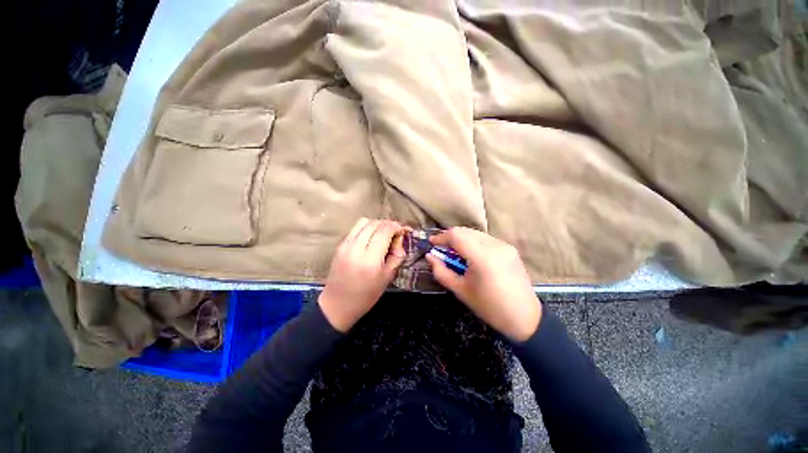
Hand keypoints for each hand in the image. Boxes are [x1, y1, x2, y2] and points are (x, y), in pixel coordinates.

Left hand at [318, 218, 405, 331]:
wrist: (337, 304)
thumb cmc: (366, 295)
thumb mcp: (388, 277)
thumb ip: (396, 256)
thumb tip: (399, 239)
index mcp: (370, 260)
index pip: (384, 231)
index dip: (396, 227)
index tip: (402, 231)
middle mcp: (356, 248)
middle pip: (374, 223)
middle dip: (387, 224)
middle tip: (394, 233)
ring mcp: (346, 245)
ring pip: (364, 222)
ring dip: (376, 224)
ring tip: (382, 234)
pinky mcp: (340, 245)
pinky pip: (355, 229)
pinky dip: (366, 228)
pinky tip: (370, 238)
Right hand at [426, 227, 541, 341]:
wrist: (524, 318)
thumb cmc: (489, 307)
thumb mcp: (460, 290)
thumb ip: (441, 271)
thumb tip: (430, 256)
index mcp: (482, 257)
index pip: (456, 236)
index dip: (441, 237)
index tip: (431, 243)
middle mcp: (495, 246)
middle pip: (465, 231)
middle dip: (450, 237)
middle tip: (441, 249)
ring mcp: (504, 245)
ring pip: (475, 233)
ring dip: (462, 239)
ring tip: (455, 253)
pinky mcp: (510, 248)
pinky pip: (485, 239)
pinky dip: (473, 242)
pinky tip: (471, 255)